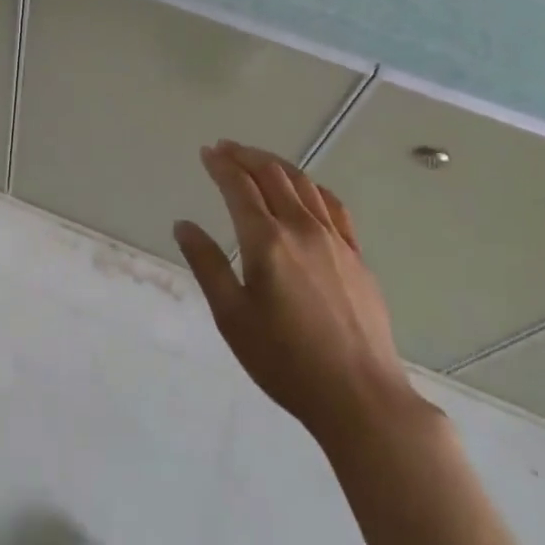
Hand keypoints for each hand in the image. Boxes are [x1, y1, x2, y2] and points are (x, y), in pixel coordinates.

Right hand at [174, 141, 426, 443]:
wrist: (361, 397)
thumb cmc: (285, 361)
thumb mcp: (232, 317)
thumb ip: (207, 265)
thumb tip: (183, 225)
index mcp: (266, 240)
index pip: (238, 186)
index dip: (220, 165)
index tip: (206, 152)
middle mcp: (301, 228)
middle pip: (272, 174)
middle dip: (245, 155)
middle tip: (225, 148)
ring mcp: (334, 239)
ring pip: (303, 184)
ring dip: (276, 164)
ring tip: (258, 161)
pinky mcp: (356, 255)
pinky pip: (333, 206)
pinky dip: (311, 187)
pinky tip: (306, 191)